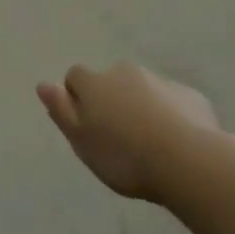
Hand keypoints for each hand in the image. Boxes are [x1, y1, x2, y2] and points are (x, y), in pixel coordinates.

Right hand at [37, 62, 218, 202]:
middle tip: (118, 138)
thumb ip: (61, 111)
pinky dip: (171, 115)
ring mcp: (161, 81)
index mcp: (95, 82)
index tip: (87, 126)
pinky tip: (176, 143)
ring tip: (149, 143)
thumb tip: (43, 84)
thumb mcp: (81, 141)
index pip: (75, 77)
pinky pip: (173, 102)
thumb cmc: (124, 156)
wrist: (188, 161)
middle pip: (111, 81)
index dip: (77, 98)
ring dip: (141, 107)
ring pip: (143, 90)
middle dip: (112, 100)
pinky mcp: (192, 96)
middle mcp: (126, 72)